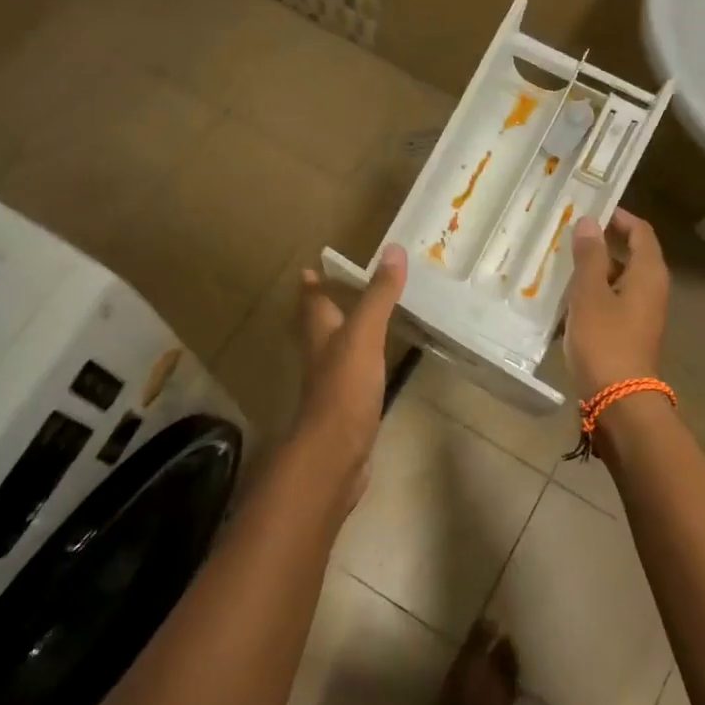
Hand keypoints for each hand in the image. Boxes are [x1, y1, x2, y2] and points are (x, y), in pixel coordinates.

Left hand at [293, 245, 407, 486]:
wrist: (335, 454)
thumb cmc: (344, 388)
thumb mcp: (364, 334)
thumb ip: (378, 295)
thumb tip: (393, 250)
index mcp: (319, 333)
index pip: (312, 301)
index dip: (312, 284)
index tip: (310, 269)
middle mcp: (320, 355)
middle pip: (319, 325)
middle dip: (326, 307)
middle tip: (339, 290)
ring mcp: (332, 384)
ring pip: (335, 350)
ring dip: (344, 334)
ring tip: (362, 321)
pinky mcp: (346, 408)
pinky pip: (352, 376)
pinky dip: (361, 363)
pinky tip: (375, 365)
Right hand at [564, 209, 668, 397]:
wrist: (619, 399)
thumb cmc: (605, 340)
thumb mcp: (590, 293)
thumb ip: (589, 256)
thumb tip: (589, 222)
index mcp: (648, 274)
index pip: (641, 232)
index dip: (620, 217)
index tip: (593, 208)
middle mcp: (652, 289)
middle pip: (632, 254)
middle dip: (604, 242)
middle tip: (571, 234)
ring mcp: (643, 313)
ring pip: (620, 279)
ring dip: (596, 269)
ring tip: (563, 262)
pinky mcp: (630, 333)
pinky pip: (613, 301)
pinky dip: (595, 293)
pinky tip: (568, 298)